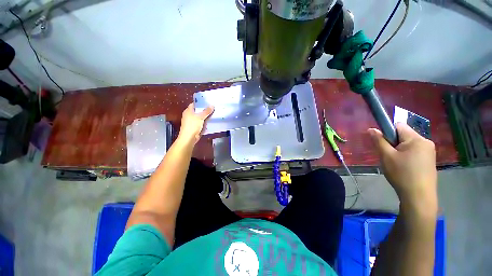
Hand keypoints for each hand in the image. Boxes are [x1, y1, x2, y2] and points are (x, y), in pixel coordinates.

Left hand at [178, 103, 213, 145]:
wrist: (189, 138)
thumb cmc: (192, 125)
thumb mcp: (200, 117)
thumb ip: (206, 111)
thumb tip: (212, 105)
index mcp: (188, 111)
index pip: (194, 104)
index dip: (201, 103)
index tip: (208, 102)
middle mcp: (190, 115)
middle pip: (198, 111)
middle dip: (205, 110)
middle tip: (213, 107)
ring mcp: (193, 122)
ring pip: (201, 117)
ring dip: (206, 116)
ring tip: (214, 113)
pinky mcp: (196, 127)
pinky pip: (202, 123)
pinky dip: (206, 122)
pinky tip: (212, 121)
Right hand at [368, 123, 436, 211]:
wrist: (418, 197)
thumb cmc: (401, 174)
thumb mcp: (386, 156)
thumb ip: (379, 141)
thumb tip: (371, 129)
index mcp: (417, 139)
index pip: (398, 126)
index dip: (387, 131)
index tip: (382, 143)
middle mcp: (426, 142)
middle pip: (404, 135)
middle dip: (393, 143)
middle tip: (387, 156)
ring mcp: (429, 152)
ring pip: (408, 144)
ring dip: (398, 150)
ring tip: (394, 163)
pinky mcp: (429, 160)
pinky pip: (414, 152)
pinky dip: (405, 156)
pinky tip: (403, 167)